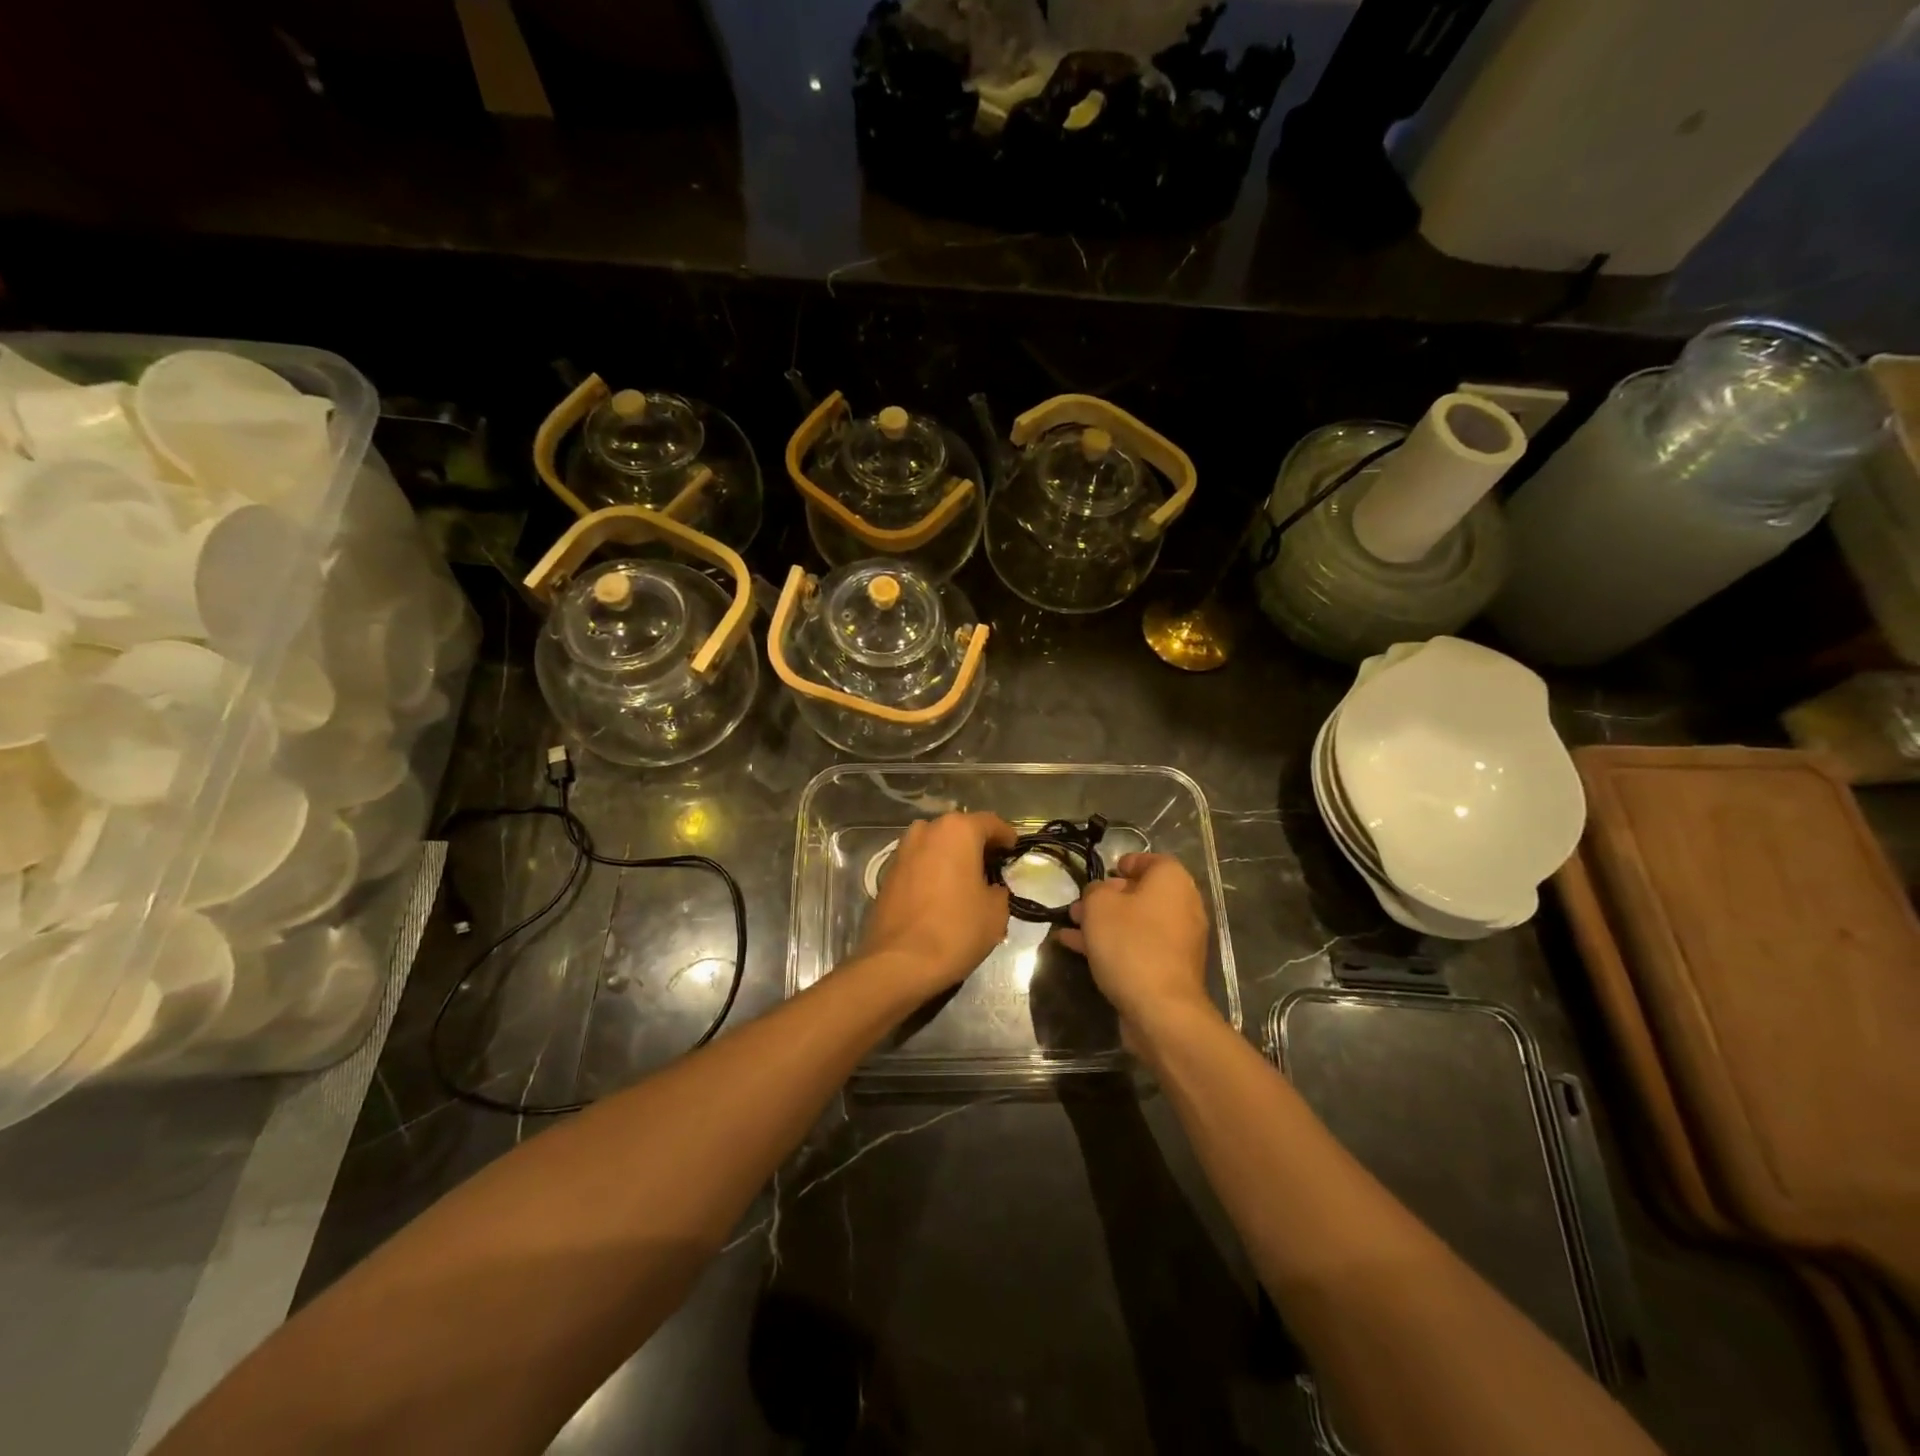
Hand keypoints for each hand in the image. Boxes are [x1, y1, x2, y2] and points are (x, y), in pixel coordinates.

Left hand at [857, 811, 1017, 996]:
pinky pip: (919, 862)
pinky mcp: (887, 872)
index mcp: (957, 830)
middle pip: (960, 830)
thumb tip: (991, 887)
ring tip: (966, 880)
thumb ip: (999, 889)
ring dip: (952, 856)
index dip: (1006, 837)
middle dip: (977, 845)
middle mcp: (927, 830)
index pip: (990, 823)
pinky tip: (942, 892)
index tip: (1014, 851)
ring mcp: (903, 850)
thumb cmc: (956, 930)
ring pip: (936, 845)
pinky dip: (932, 870)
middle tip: (993, 867)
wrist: (900, 962)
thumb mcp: (996, 912)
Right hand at [1056, 853, 1213, 1030]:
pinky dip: (1113, 944)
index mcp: (1172, 882)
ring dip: (1104, 923)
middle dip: (1107, 898)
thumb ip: (1095, 891)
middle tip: (1079, 905)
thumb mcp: (1099, 906)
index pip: (1151, 860)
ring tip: (1070, 927)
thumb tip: (1100, 894)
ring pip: (1136, 922)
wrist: (1160, 1009)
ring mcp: (1178, 940)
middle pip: (1141, 893)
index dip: (1125, 863)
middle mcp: (1182, 907)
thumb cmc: (1130, 943)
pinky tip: (1077, 948)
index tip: (1104, 873)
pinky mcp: (1169, 968)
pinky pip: (1138, 946)